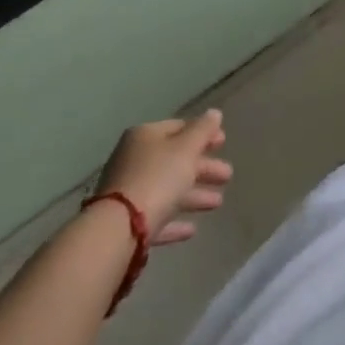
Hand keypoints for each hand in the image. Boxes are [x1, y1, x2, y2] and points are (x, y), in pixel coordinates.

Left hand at [95, 110, 232, 245]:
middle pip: (175, 160)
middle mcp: (134, 160)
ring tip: (218, 203)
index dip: (203, 133)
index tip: (223, 143)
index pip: (179, 128)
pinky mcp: (126, 223)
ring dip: (194, 194)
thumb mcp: (186, 148)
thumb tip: (214, 113)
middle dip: (203, 168)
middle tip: (227, 175)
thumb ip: (203, 130)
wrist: (118, 230)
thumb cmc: (157, 178)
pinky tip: (192, 230)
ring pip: (168, 189)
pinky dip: (174, 220)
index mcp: (145, 136)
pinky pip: (156, 216)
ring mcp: (128, 193)